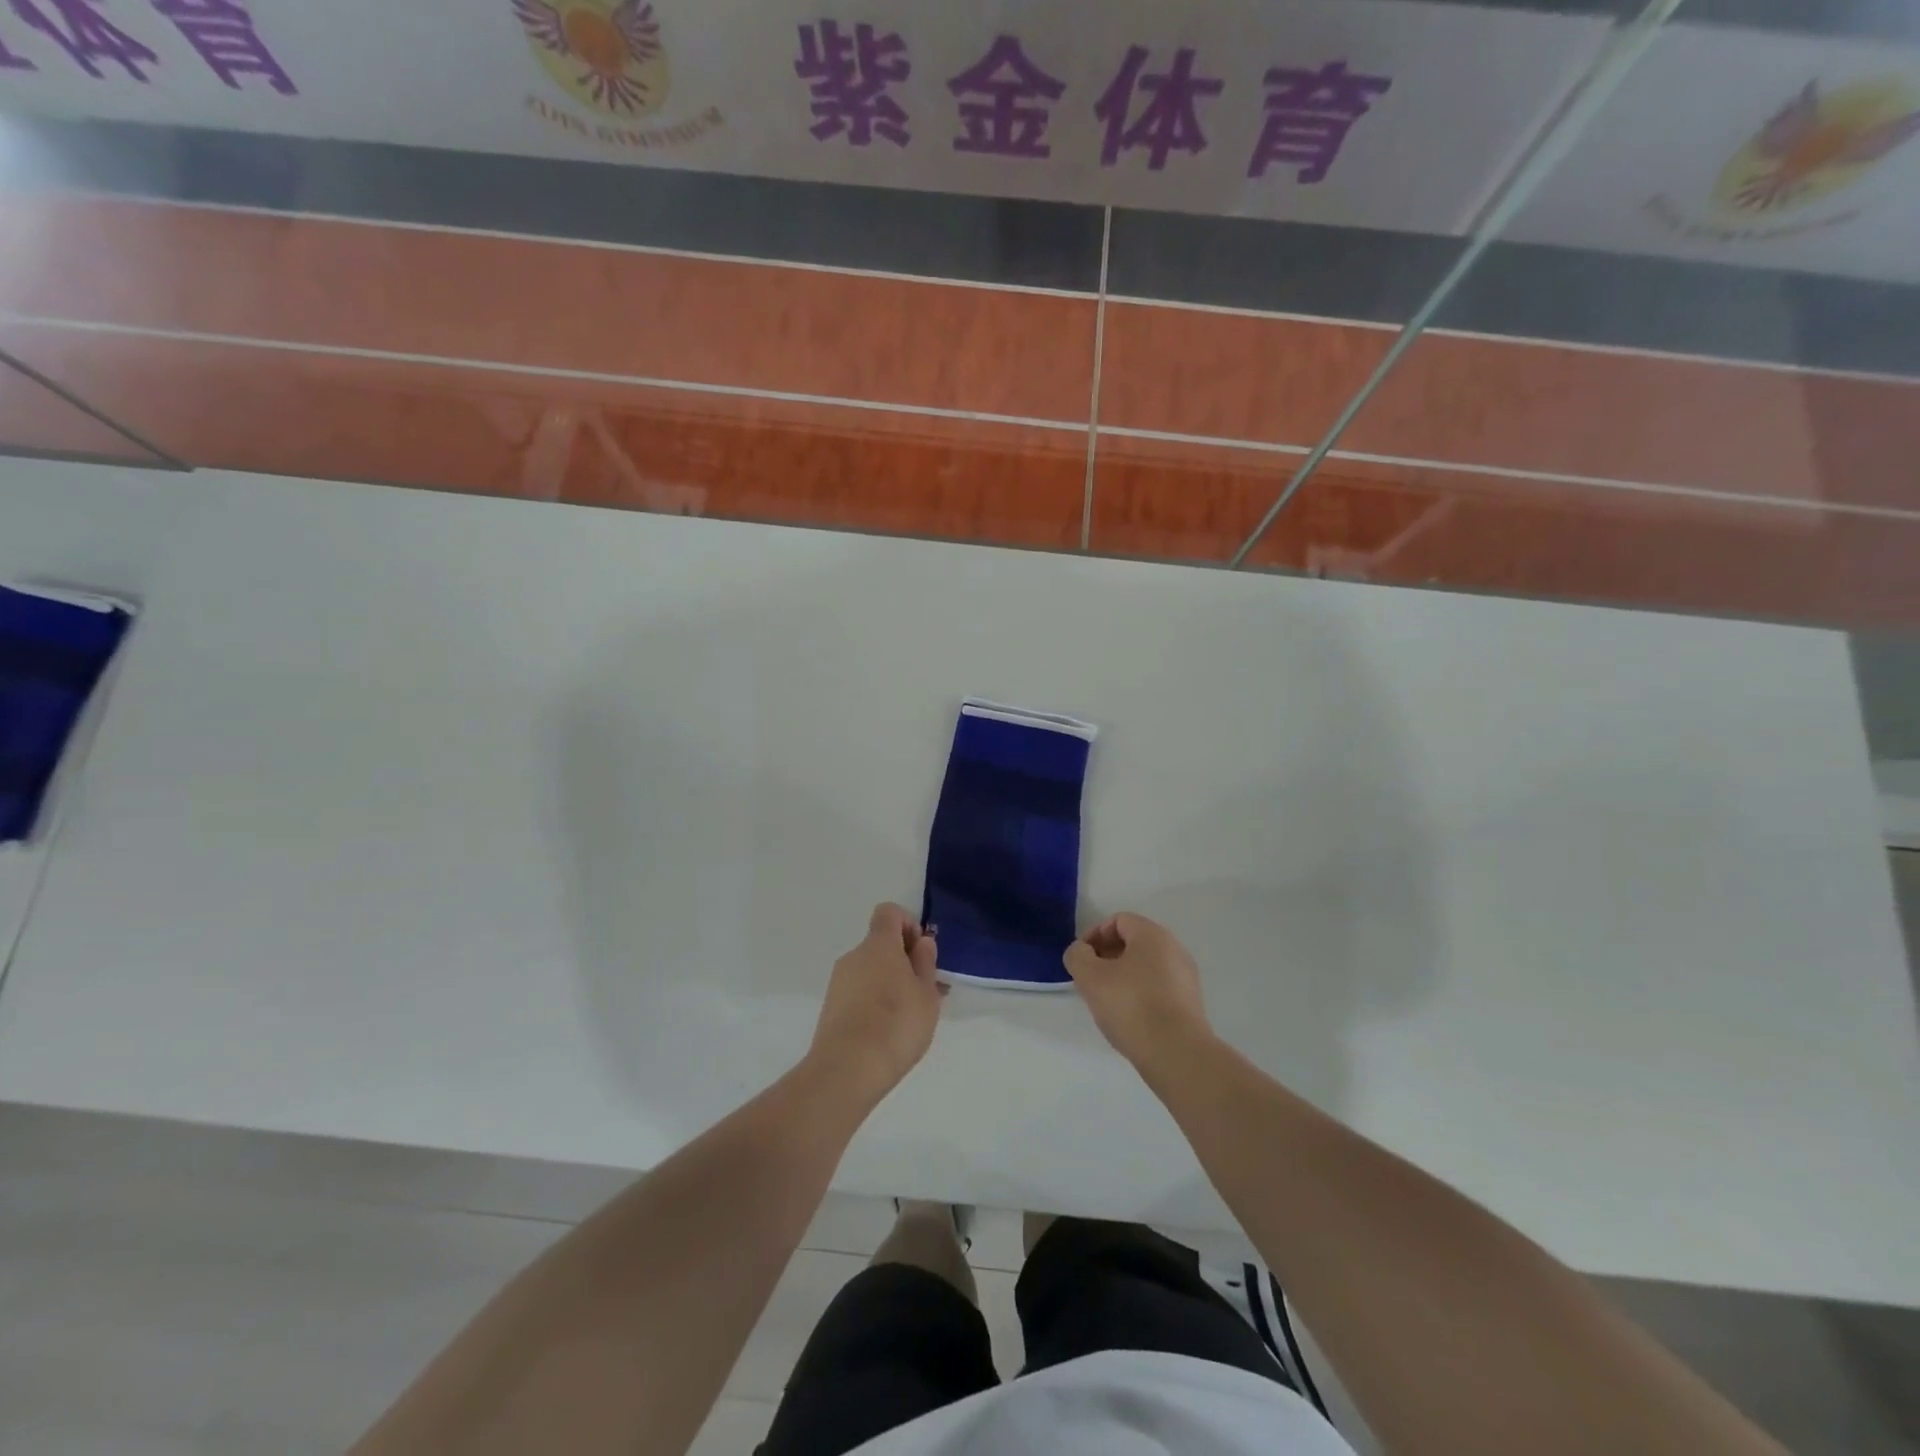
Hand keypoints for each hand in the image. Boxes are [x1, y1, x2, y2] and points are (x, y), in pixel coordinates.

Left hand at [808, 903, 944, 1102]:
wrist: (847, 1069)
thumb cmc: (897, 1024)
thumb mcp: (927, 993)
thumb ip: (925, 963)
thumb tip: (921, 942)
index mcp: (879, 944)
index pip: (889, 912)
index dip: (908, 924)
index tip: (921, 952)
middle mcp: (854, 955)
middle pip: (880, 944)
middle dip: (902, 960)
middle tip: (924, 991)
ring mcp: (839, 981)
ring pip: (870, 970)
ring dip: (889, 983)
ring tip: (909, 1017)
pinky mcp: (831, 1007)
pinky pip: (858, 992)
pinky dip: (874, 1001)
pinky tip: (888, 1031)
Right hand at [1064, 913, 1212, 1069]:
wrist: (1177, 1053)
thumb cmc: (1131, 1006)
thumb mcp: (1090, 977)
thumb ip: (1077, 956)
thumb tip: (1081, 952)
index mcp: (1152, 935)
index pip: (1118, 920)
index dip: (1094, 934)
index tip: (1081, 959)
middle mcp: (1174, 949)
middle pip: (1134, 942)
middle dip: (1107, 956)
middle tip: (1090, 979)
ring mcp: (1186, 977)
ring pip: (1146, 966)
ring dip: (1123, 976)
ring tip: (1107, 1001)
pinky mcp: (1191, 1004)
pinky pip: (1159, 987)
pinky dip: (1140, 993)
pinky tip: (1129, 1017)